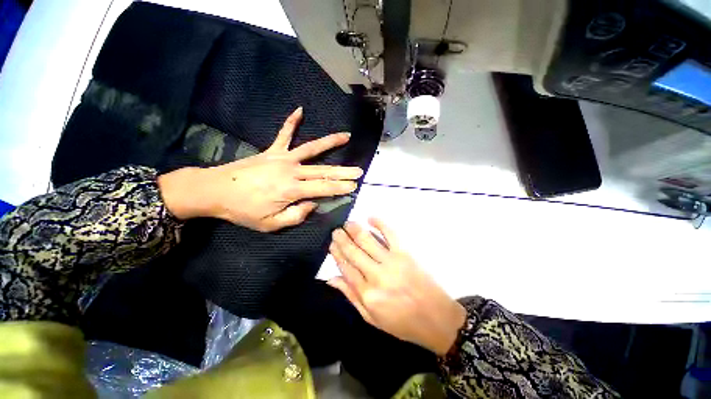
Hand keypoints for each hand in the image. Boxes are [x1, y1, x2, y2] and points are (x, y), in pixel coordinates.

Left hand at [158, 107, 362, 231]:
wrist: (215, 191)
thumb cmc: (244, 211)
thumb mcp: (271, 224)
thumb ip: (296, 215)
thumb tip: (313, 204)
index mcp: (292, 190)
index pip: (324, 188)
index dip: (340, 187)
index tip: (354, 186)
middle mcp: (292, 170)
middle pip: (323, 170)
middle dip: (343, 171)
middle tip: (359, 170)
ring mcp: (282, 158)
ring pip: (311, 148)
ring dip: (330, 142)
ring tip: (346, 136)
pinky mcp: (272, 151)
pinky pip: (284, 134)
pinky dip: (291, 122)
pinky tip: (300, 110)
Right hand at [329, 218, 466, 355]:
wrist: (437, 318)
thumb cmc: (403, 323)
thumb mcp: (372, 319)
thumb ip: (351, 296)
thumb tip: (331, 279)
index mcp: (367, 294)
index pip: (346, 267)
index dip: (337, 254)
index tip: (331, 245)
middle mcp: (377, 275)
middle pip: (354, 251)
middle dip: (342, 239)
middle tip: (336, 230)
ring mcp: (392, 261)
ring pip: (367, 240)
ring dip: (355, 229)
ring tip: (347, 223)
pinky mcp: (405, 253)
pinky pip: (390, 233)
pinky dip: (380, 223)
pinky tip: (370, 217)